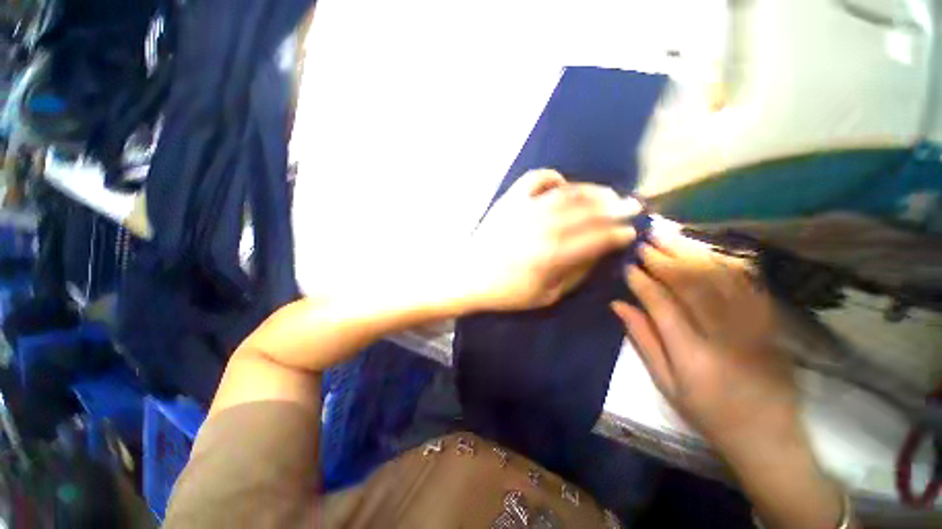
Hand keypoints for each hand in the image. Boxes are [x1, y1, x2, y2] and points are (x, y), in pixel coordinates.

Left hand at [463, 169, 639, 311]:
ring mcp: (526, 209)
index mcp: (554, 255)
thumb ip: (575, 274)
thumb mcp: (546, 296)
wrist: (470, 276)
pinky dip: (552, 177)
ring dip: (592, 191)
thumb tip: (598, 254)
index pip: (597, 238)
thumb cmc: (507, 292)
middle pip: (588, 212)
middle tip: (633, 204)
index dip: (618, 233)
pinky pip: (536, 179)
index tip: (631, 231)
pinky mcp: (510, 200)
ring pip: (568, 193)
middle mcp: (544, 227)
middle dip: (615, 208)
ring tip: (608, 193)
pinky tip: (562, 184)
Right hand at [610, 226, 799, 451]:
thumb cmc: (708, 413)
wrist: (768, 435)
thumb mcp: (666, 384)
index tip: (628, 266)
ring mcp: (754, 326)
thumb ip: (643, 340)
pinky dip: (724, 262)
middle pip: (693, 284)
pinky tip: (705, 250)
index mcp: (693, 356)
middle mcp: (725, 335)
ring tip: (669, 238)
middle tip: (645, 241)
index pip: (663, 305)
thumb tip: (619, 305)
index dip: (642, 282)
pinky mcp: (771, 322)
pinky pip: (747, 283)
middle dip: (665, 259)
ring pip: (721, 277)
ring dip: (691, 253)